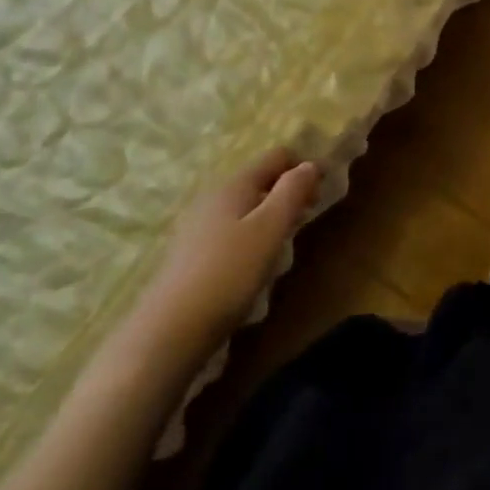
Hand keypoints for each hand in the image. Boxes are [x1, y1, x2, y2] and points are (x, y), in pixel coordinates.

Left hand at [134, 150, 321, 358]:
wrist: (168, 333)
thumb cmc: (228, 273)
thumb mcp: (270, 228)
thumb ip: (293, 191)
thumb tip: (310, 164)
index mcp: (234, 184)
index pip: (277, 156)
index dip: (304, 167)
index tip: (321, 194)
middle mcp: (214, 197)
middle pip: (261, 180)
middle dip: (288, 192)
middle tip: (306, 219)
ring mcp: (198, 227)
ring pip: (246, 207)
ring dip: (271, 216)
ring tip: (283, 244)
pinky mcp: (191, 255)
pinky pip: (232, 231)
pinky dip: (251, 236)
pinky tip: (254, 265)